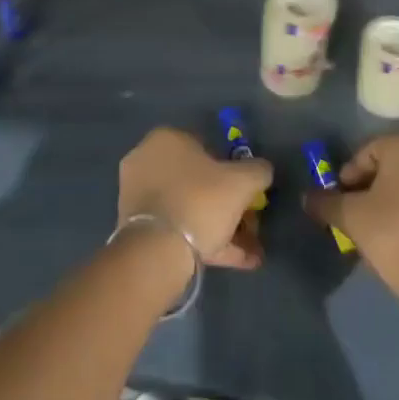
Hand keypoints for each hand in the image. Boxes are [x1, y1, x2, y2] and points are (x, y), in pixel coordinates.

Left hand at [119, 127, 273, 269]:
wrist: (156, 251)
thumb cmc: (200, 200)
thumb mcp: (242, 181)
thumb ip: (258, 170)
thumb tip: (262, 170)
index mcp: (166, 139)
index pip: (207, 147)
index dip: (232, 169)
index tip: (247, 191)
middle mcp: (147, 161)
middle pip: (198, 181)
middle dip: (227, 204)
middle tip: (249, 223)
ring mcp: (138, 197)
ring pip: (190, 208)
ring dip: (222, 227)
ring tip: (251, 252)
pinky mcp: (136, 229)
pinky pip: (179, 229)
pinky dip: (207, 241)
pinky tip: (238, 261)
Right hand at [303, 134, 398, 308]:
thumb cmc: (398, 235)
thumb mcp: (353, 218)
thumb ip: (327, 204)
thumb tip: (308, 197)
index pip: (367, 152)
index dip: (347, 177)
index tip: (338, 204)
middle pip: (391, 169)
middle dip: (369, 192)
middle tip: (354, 219)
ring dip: (390, 205)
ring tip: (376, 236)